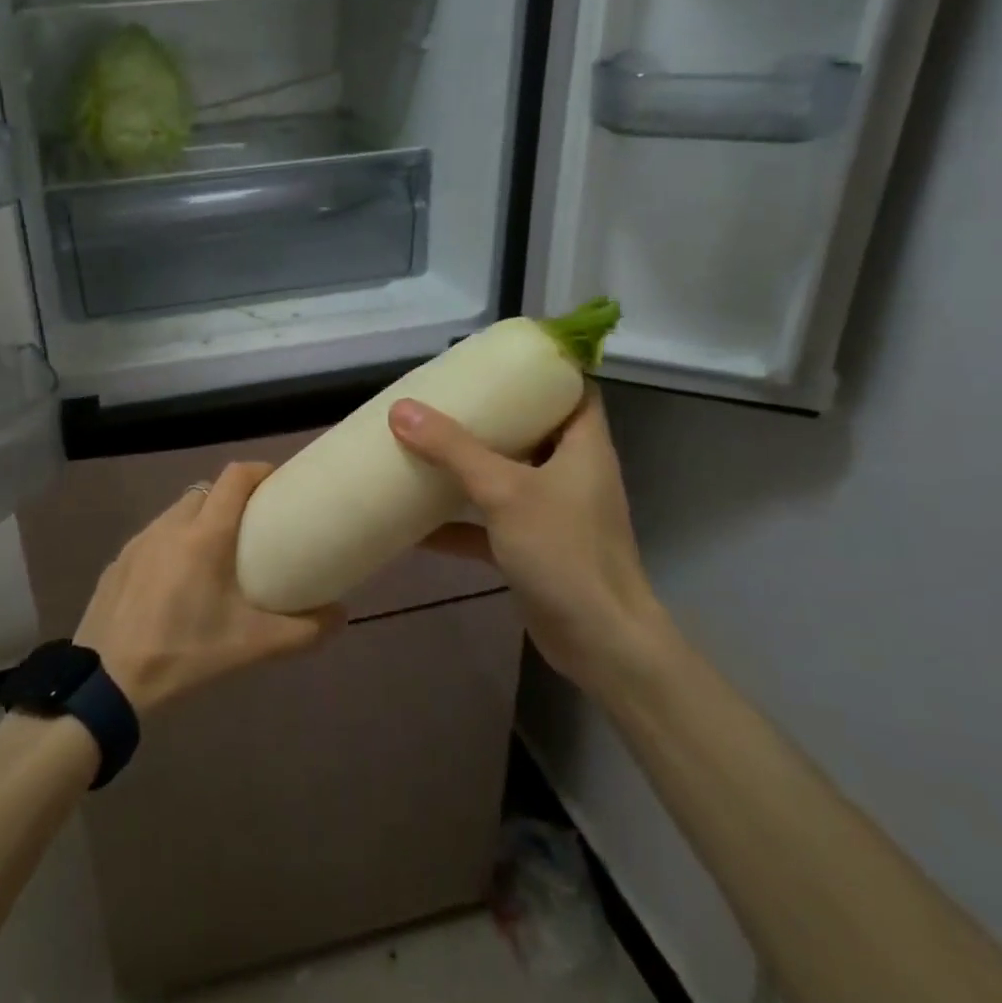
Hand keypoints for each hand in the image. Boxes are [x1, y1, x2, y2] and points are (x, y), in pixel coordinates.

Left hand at [75, 462, 342, 713]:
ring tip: (214, 557)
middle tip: (251, 530)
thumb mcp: (251, 646)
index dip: (259, 471)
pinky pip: (152, 538)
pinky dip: (170, 546)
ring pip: (176, 514)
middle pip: (206, 493)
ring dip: (198, 522)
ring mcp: (138, 542)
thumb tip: (342, 617)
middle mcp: (169, 526)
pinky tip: (174, 583)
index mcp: (204, 535)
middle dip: (230, 500)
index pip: (234, 477)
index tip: (278, 486)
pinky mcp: (117, 562)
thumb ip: (303, 631)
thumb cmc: (184, 653)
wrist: (106, 683)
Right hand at [387, 387, 669, 694]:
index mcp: (583, 446)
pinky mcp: (534, 548)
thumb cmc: (565, 552)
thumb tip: (402, 410)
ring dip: (470, 465)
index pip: (574, 390)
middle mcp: (572, 473)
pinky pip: (490, 523)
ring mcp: (553, 513)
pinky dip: (458, 520)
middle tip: (446, 398)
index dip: (543, 370)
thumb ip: (453, 450)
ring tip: (425, 443)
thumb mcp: (505, 491)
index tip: (496, 360)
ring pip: (507, 475)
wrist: (599, 643)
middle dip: (491, 415)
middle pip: (533, 429)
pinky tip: (415, 521)